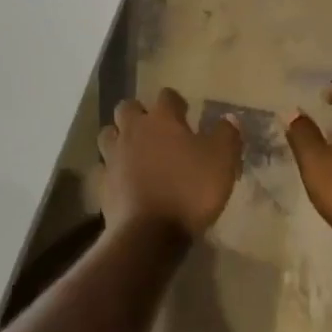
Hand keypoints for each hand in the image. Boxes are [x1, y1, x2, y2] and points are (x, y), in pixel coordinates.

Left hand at [98, 88, 242, 239]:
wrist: (148, 235)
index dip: (176, 102)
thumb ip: (227, 135)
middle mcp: (133, 130)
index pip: (167, 96)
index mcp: (162, 119)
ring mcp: (113, 157)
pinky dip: (112, 171)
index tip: (185, 114)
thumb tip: (229, 118)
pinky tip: (123, 181)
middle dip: (138, 113)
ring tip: (134, 152)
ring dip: (119, 138)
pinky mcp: (102, 185)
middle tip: (154, 130)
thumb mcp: (221, 160)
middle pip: (127, 108)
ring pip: (108, 135)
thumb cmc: (189, 190)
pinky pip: (103, 169)